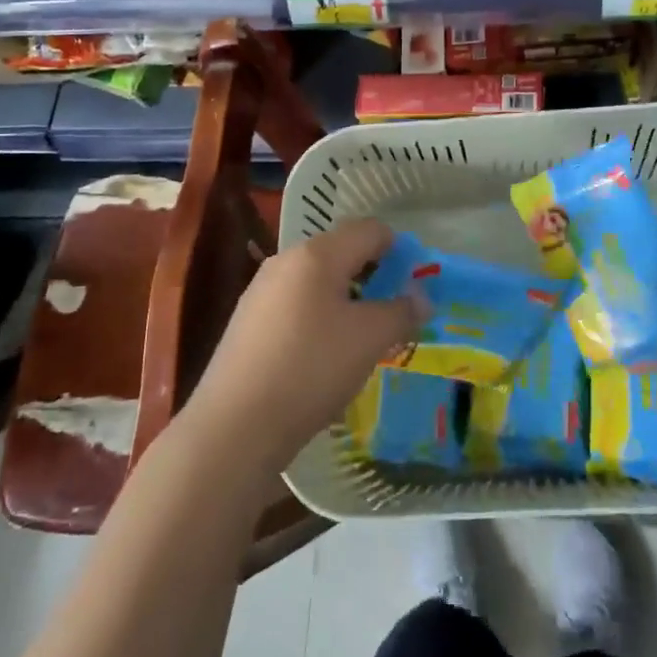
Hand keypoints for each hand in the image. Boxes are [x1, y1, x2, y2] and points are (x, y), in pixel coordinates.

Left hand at [181, 219, 422, 480]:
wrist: (235, 426)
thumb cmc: (311, 369)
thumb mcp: (370, 340)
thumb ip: (401, 312)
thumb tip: (421, 298)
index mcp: (317, 254)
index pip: (369, 229)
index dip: (398, 248)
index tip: (415, 281)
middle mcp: (286, 261)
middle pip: (340, 251)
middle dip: (372, 274)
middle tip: (393, 310)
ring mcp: (261, 291)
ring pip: (316, 280)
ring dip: (345, 297)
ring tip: (362, 335)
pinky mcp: (247, 322)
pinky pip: (295, 304)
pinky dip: (319, 316)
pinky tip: (324, 354)